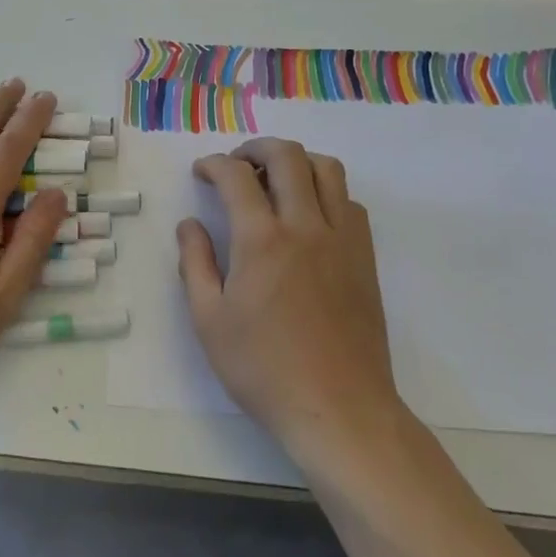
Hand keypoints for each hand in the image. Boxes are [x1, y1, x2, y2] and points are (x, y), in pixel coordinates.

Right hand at [177, 138, 404, 455]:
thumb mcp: (209, 320)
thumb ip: (195, 264)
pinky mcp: (365, 257)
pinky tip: (309, 215)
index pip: (237, 176)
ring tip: (275, 180)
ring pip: (328, 169)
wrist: (338, 408)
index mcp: (262, 240)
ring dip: (297, 162)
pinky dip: (326, 191)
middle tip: (237, 164)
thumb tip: (190, 225)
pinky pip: (350, 201)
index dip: (214, 164)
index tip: (202, 172)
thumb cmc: (264, 368)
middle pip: (288, 157)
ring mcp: (342, 239)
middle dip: (256, 148)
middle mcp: (306, 226)